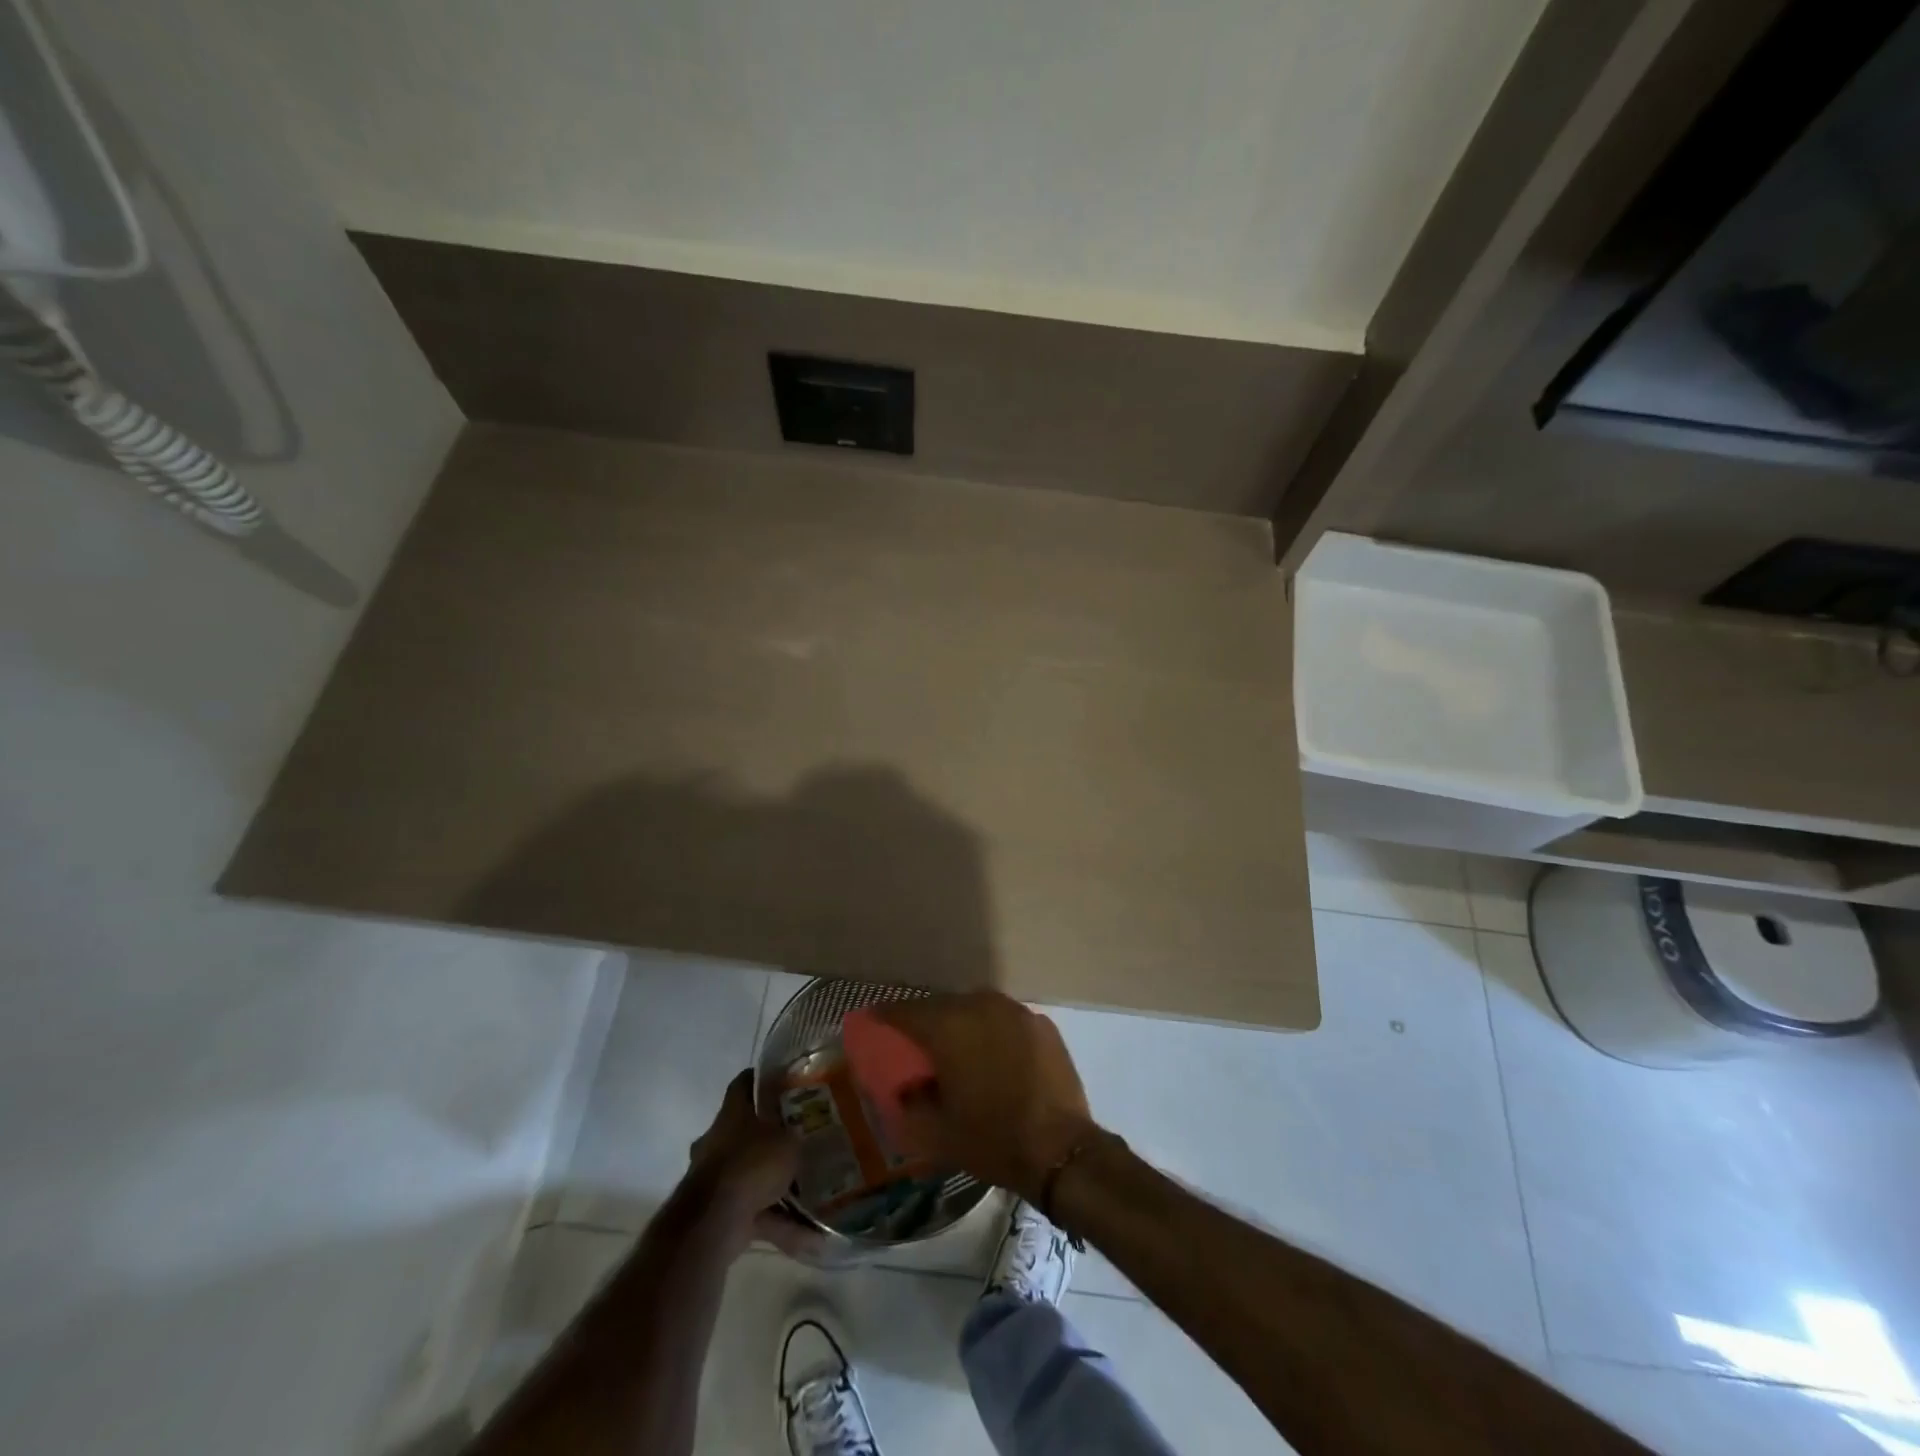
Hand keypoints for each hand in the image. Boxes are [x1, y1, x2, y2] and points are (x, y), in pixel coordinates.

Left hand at [685, 1070, 799, 1243]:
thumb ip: (797, 1136)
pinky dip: (778, 1223)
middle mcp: (718, 1140)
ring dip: (777, 1185)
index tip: (784, 1080)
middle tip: (801, 1137)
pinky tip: (809, 1239)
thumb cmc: (752, 1164)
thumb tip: (805, 1135)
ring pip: (751, 1174)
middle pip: (747, 1130)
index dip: (762, 1078)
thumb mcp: (788, 1141)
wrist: (713, 1221)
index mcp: (732, 1113)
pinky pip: (755, 1212)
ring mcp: (715, 1177)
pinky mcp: (718, 1212)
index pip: (744, 1083)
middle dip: (772, 1136)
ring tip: (812, 1192)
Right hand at [874, 991, 1097, 1203]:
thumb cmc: (992, 1139)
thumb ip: (910, 1103)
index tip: (873, 1020)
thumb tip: (905, 1087)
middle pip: (941, 1005)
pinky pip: (1005, 1020)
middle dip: (925, 1020)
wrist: (1059, 1148)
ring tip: (957, 1047)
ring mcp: (1015, 1011)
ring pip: (976, 1008)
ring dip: (961, 1023)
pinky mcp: (1041, 1024)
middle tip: (916, 1041)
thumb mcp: (937, 1132)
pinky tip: (996, 1055)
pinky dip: (993, 1031)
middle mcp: (980, 1006)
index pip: (905, 1011)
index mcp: (948, 1027)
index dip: (885, 1015)